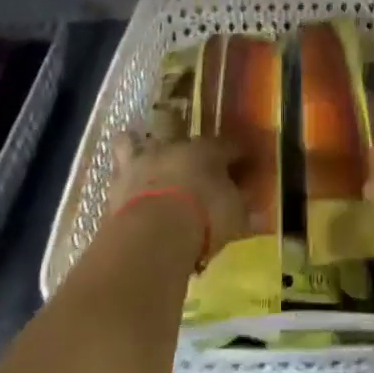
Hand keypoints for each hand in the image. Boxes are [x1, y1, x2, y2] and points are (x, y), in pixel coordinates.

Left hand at [110, 132, 246, 263]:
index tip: (248, 164)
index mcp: (207, 149)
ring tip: (141, 154)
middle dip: (187, 149)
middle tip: (192, 164)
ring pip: (133, 142)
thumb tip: (259, 209)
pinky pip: (117, 174)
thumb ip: (244, 208)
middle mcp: (172, 148)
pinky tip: (124, 184)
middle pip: (181, 138)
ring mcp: (140, 163)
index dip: (240, 155)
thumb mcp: (236, 215)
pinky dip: (121, 177)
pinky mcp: (114, 186)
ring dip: (137, 146)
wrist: (152, 234)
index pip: (230, 146)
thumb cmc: (205, 216)